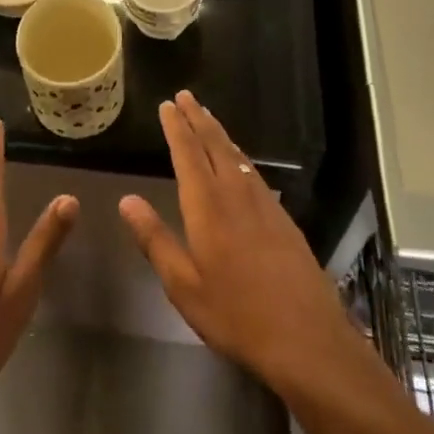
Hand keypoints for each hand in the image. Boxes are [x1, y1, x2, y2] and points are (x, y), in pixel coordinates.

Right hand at [119, 91, 357, 391]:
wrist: (306, 337)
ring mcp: (263, 202)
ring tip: (206, 116)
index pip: (187, 152)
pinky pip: (254, 171)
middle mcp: (235, 192)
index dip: (176, 126)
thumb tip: (126, 200)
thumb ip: (155, 239)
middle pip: (214, 144)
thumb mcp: (183, 285)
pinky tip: (240, 160)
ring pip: (236, 154)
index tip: (166, 104)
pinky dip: (239, 154)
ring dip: (218, 131)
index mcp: (207, 204)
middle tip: (185, 95)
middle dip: (197, 117)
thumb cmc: (236, 314)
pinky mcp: (282, 217)